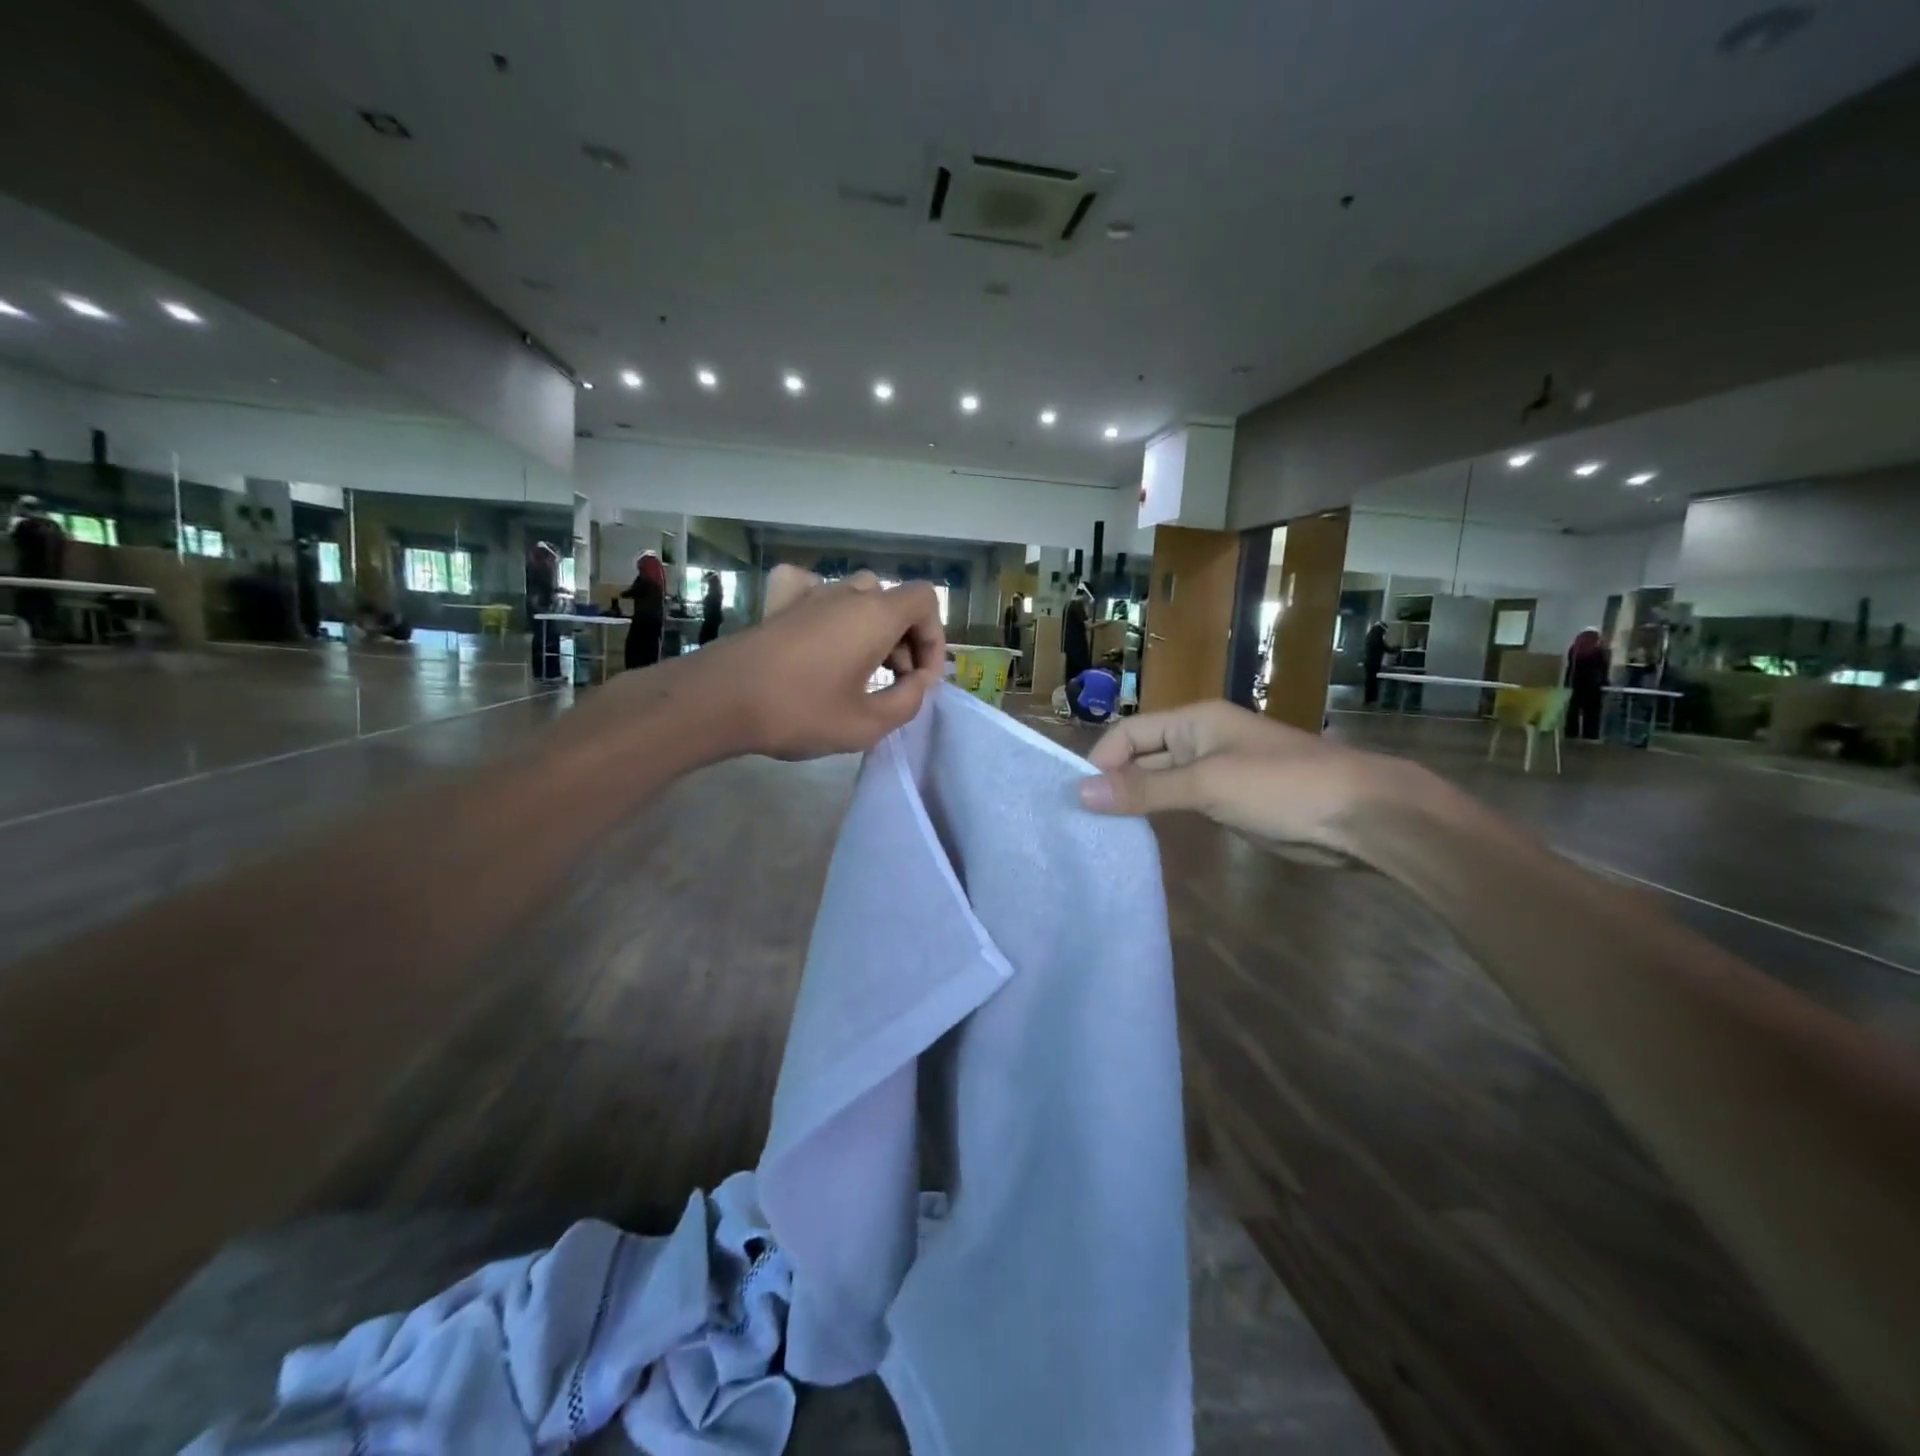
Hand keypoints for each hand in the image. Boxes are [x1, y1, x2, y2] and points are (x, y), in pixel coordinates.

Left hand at [701, 566, 944, 758]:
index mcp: (874, 614)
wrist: (721, 700)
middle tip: (895, 683)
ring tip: (863, 669)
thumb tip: (917, 683)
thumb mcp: (867, 723)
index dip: (933, 638)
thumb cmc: (800, 711)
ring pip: (859, 596)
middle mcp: (846, 594)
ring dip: (872, 628)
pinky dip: (830, 609)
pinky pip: (816, 591)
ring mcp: (810, 595)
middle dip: (906, 640)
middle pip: (893, 601)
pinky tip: (823, 635)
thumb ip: (908, 702)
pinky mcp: (780, 605)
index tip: (920, 679)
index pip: (925, 600)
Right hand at [1076, 699, 1425, 852]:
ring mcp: (1215, 772)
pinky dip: (1160, 816)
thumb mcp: (1207, 784)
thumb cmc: (1282, 786)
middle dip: (1114, 783)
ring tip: (1100, 832)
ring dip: (1135, 801)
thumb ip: (1144, 790)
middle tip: (1081, 821)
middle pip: (1141, 756)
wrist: (1360, 817)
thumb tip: (1080, 793)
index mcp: (1194, 721)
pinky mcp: (1229, 802)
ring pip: (1160, 782)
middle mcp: (1199, 741)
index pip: (1129, 733)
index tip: (1079, 799)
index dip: (1102, 761)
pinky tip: (1138, 838)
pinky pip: (1181, 803)